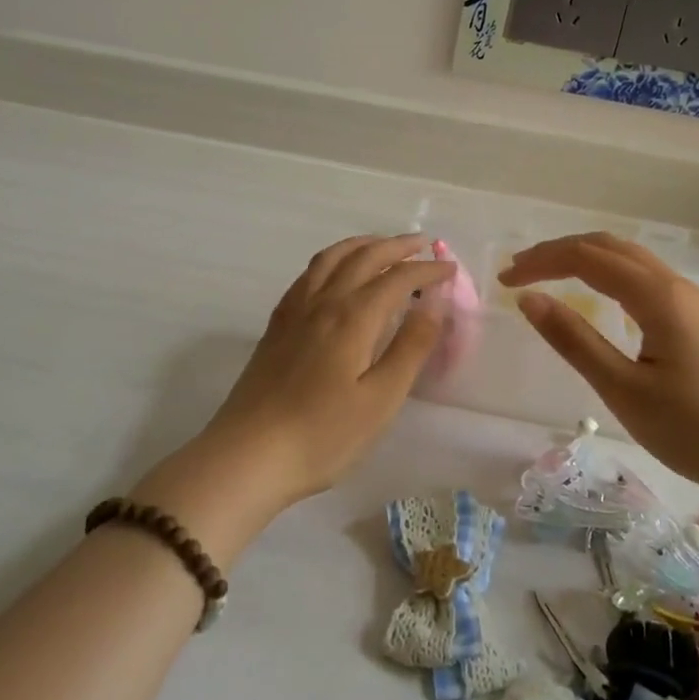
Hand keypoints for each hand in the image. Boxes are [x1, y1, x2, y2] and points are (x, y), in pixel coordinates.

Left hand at [135, 235, 451, 556]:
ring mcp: (295, 311)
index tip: (450, 270)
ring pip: (331, 258)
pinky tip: (335, 273)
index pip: (397, 278)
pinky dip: (331, 260)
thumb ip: (410, 347)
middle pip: (363, 257)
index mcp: (352, 317)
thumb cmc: (323, 435)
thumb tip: (434, 302)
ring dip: (361, 244)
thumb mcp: (380, 399)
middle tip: (423, 244)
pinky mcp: (276, 325)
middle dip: (397, 246)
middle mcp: (323, 302)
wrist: (248, 455)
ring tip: (382, 245)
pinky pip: (308, 274)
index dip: (426, 270)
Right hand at [498, 233, 698, 495]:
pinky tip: (599, 296)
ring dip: (585, 258)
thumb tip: (529, 299)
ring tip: (548, 276)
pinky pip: (644, 277)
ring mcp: (691, 301)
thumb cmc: (695, 430)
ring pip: (629, 259)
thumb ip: (574, 340)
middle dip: (559, 251)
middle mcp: (675, 285)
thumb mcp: (623, 389)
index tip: (504, 282)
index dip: (541, 262)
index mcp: (657, 296)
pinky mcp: (698, 320)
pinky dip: (608, 274)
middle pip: (608, 246)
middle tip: (519, 271)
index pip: (586, 257)